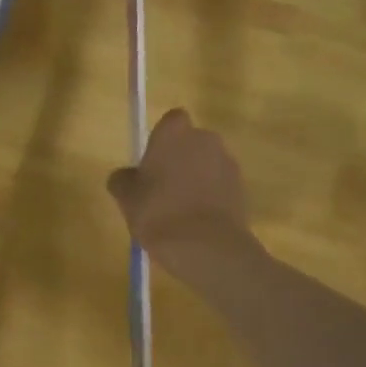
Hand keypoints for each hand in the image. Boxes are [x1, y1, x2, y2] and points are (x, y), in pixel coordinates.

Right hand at [107, 109, 255, 275]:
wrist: (206, 245)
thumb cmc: (158, 212)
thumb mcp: (126, 198)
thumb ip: (123, 179)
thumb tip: (125, 176)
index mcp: (175, 133)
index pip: (171, 121)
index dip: (162, 139)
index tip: (152, 162)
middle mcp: (205, 139)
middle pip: (191, 142)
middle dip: (181, 158)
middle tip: (163, 188)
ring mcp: (228, 163)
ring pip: (208, 164)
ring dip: (197, 179)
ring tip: (181, 210)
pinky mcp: (242, 188)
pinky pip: (220, 186)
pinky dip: (211, 197)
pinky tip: (198, 222)